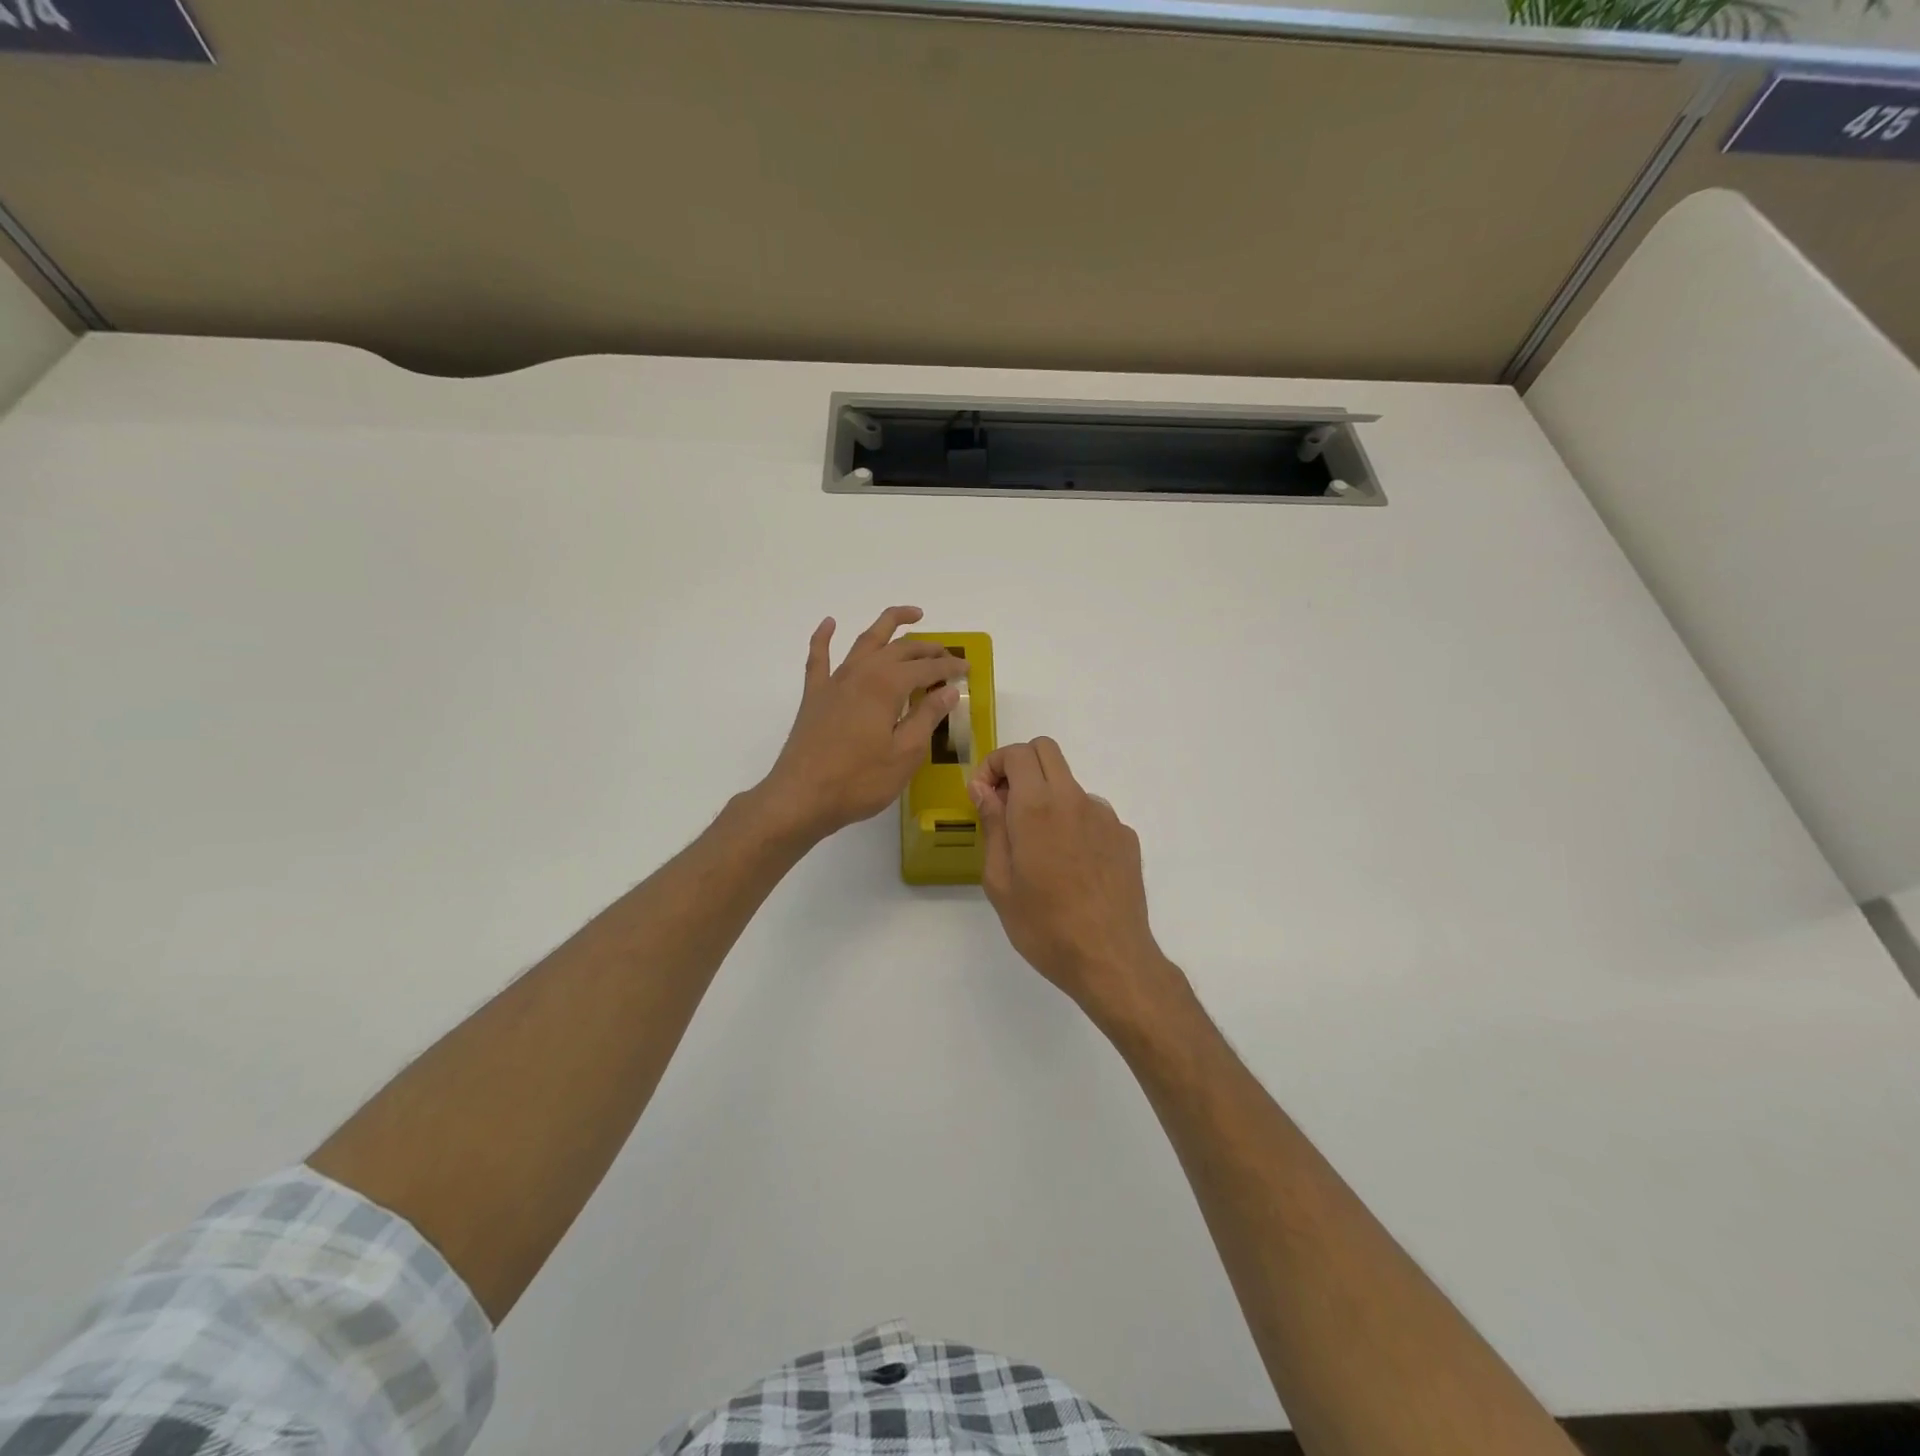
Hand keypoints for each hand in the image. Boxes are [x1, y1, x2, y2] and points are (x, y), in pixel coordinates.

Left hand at [759, 606, 967, 842]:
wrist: (801, 797)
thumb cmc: (859, 780)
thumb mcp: (905, 754)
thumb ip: (927, 717)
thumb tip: (948, 690)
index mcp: (886, 686)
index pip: (926, 668)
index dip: (949, 666)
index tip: (967, 668)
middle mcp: (861, 673)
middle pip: (899, 649)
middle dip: (927, 647)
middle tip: (946, 653)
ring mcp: (834, 681)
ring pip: (865, 641)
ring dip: (888, 625)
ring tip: (910, 615)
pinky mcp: (814, 695)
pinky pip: (819, 657)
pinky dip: (825, 637)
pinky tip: (830, 623)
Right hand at [969, 737, 1187, 1031]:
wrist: (1110, 958)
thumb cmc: (1044, 925)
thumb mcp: (999, 881)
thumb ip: (992, 825)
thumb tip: (984, 789)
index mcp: (1037, 806)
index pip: (1017, 753)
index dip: (993, 764)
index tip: (983, 796)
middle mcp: (1074, 799)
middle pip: (1047, 751)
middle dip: (1020, 767)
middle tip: (1005, 807)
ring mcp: (1105, 816)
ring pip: (1069, 784)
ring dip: (1047, 798)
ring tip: (1039, 852)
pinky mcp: (1124, 837)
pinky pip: (1091, 814)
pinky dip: (1073, 824)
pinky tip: (1071, 868)